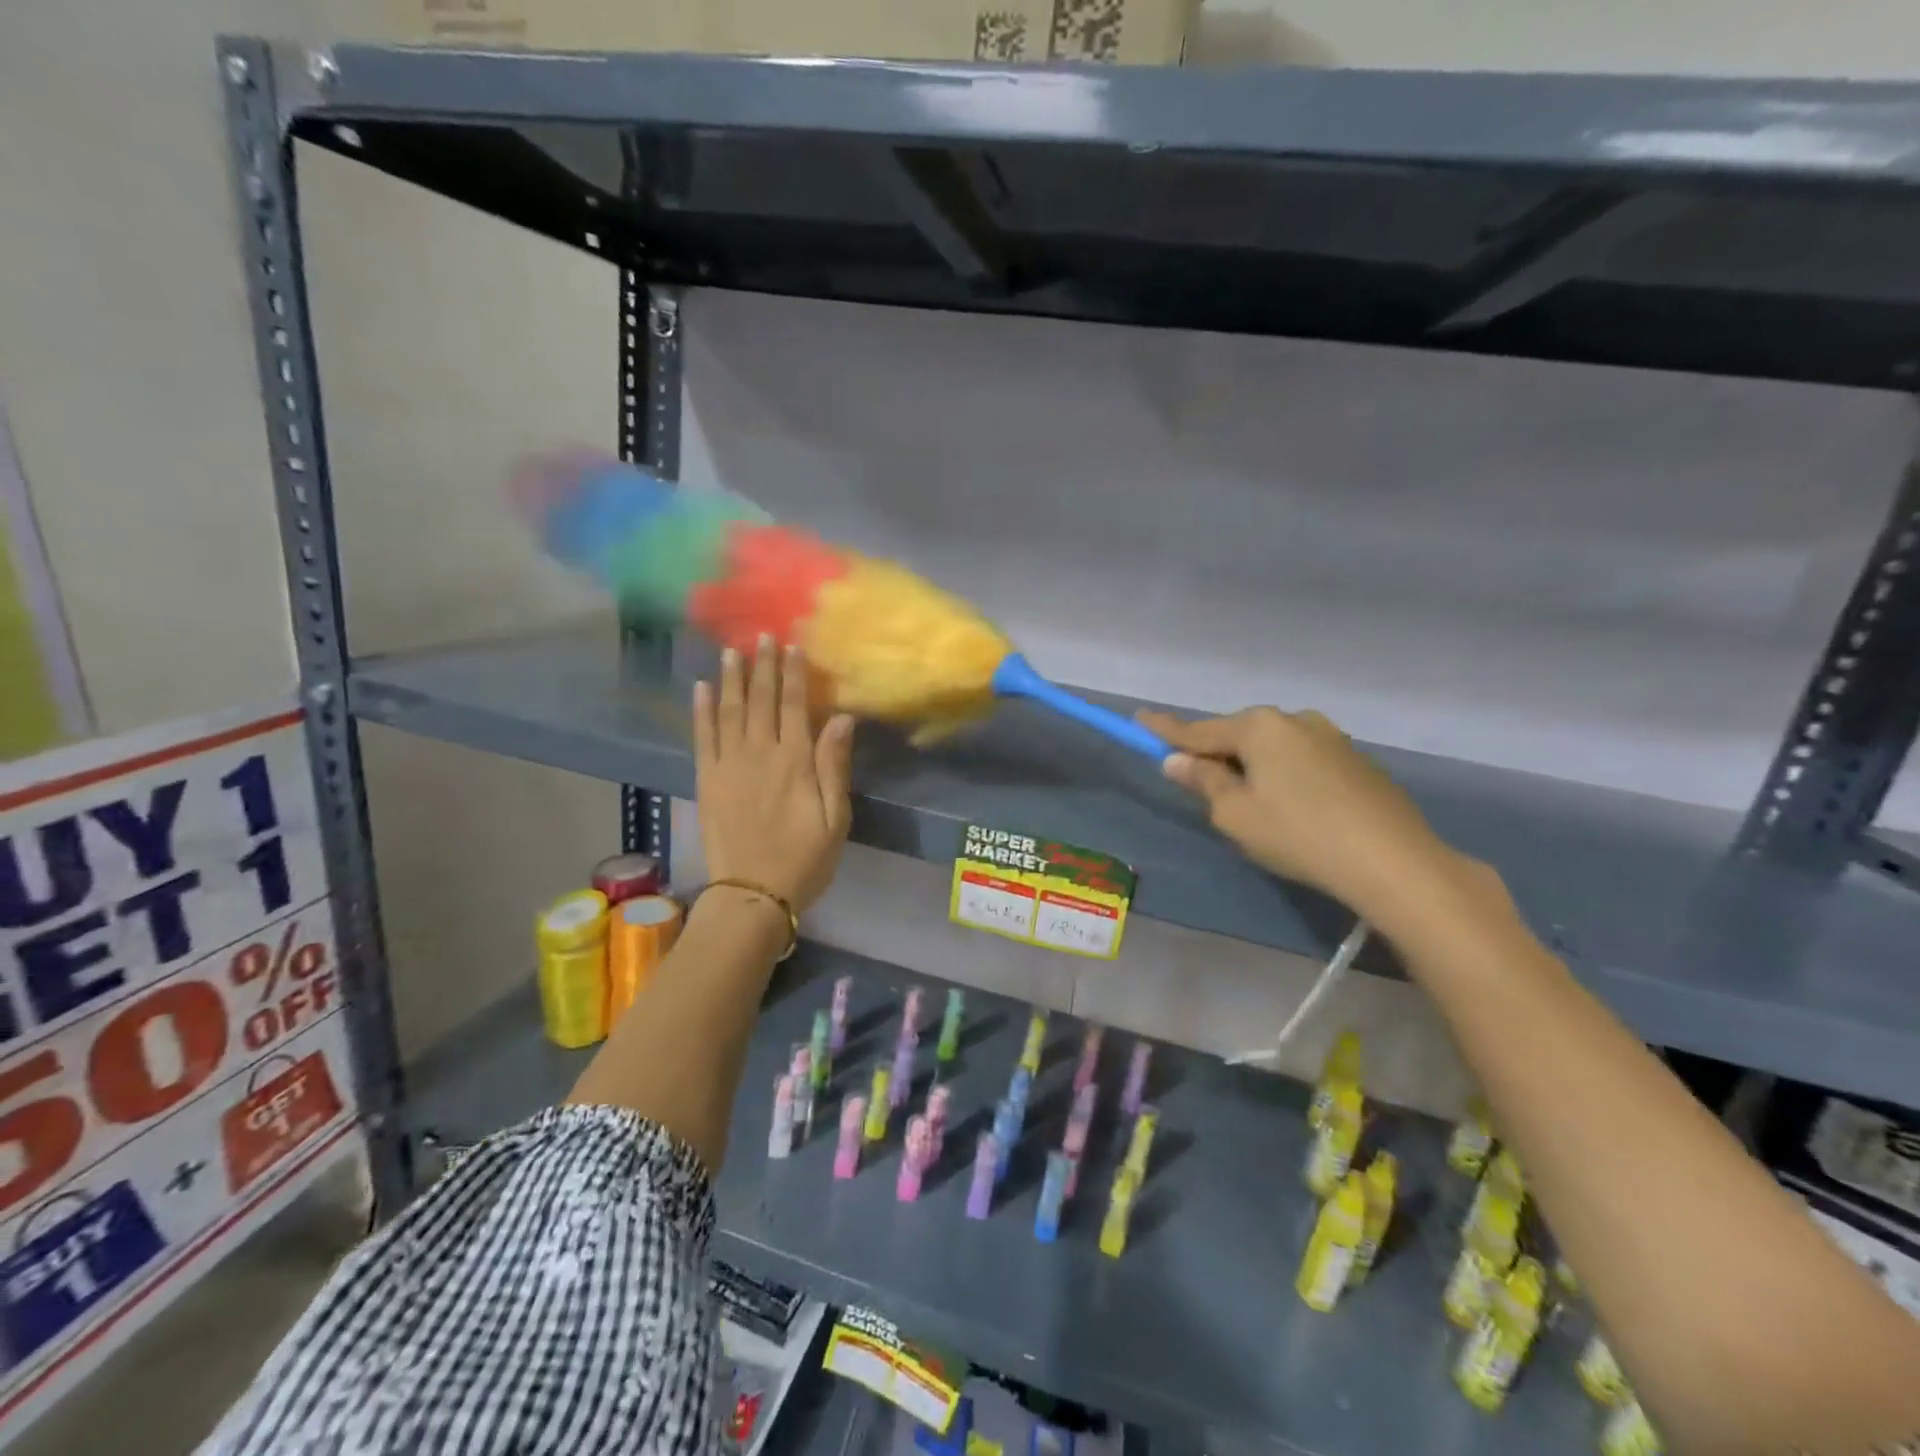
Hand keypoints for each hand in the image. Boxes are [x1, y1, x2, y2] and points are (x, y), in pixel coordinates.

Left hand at [694, 638, 854, 912]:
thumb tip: (841, 717)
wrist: (752, 894)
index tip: (792, 646)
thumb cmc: (805, 859)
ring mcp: (728, 765)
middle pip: (760, 700)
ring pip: (729, 711)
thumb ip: (834, 765)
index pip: (793, 706)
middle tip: (762, 636)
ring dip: (731, 678)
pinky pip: (702, 737)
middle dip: (762, 666)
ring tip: (731, 650)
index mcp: (794, 762)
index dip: (793, 674)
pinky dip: (701, 710)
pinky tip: (702, 688)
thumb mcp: (836, 818)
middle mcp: (758, 754)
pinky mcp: (707, 780)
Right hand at [1137, 705, 1453, 915]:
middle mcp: (1294, 720)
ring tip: (1250, 803)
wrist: (1393, 860)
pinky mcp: (1357, 760)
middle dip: (1216, 753)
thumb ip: (1204, 781)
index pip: (1198, 729)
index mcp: (1259, 727)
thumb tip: (1178, 760)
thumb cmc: (1298, 835)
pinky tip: (1292, 808)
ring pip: (1273, 747)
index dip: (1165, 729)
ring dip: (1253, 766)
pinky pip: (1302, 760)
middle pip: (1238, 734)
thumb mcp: (1235, 814)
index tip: (1138, 718)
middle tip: (1197, 780)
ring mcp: (1331, 736)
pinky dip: (1285, 775)